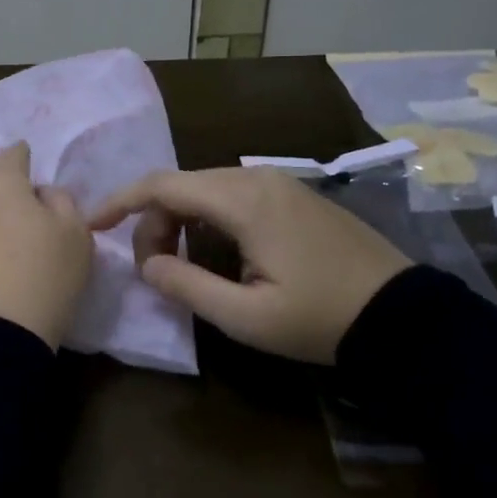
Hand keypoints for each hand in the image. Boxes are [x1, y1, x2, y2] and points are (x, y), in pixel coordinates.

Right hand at [87, 166, 411, 363]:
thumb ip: (187, 287)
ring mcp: (279, 182)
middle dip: (152, 220)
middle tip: (152, 268)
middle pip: (182, 184)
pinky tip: (213, 250)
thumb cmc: (320, 319)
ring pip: (206, 187)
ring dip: (179, 218)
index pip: (163, 185)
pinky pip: (232, 193)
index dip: (121, 202)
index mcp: (243, 201)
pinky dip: (206, 216)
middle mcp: (257, 178)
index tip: (93, 225)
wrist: (403, 314)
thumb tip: (148, 264)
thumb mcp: (247, 317)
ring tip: (178, 263)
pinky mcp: (293, 194)